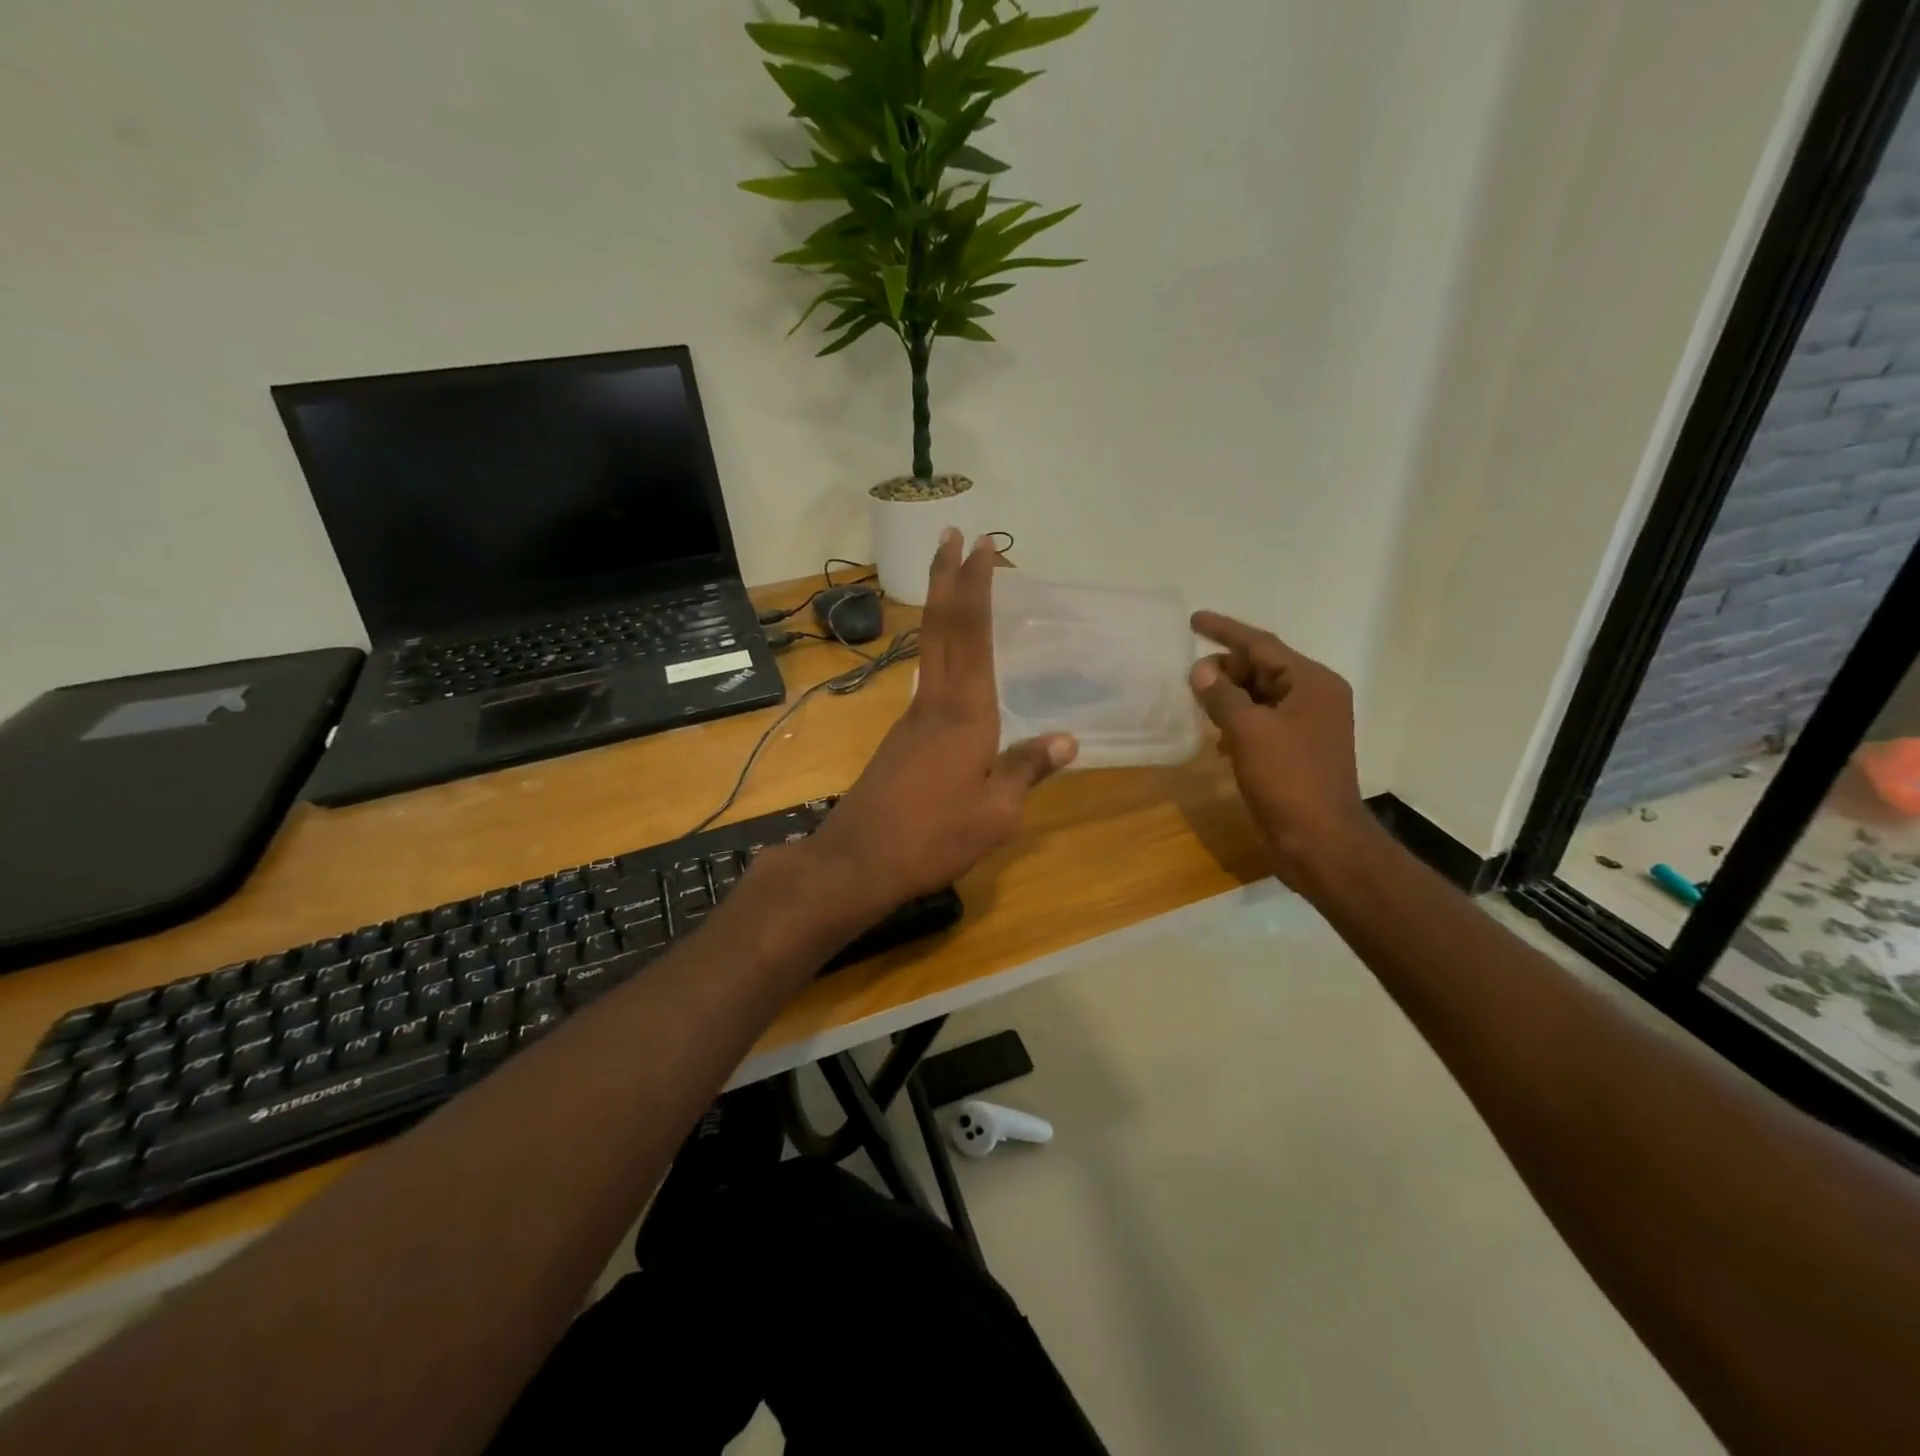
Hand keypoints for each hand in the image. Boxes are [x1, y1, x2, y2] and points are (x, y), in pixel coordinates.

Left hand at [811, 530, 1077, 913]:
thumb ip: (1027, 769)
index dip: (977, 587)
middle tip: (952, 535)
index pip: (972, 634)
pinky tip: (951, 663)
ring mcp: (910, 718)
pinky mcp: (900, 739)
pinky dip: (940, 652)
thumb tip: (1067, 739)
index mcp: (965, 712)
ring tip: (957, 585)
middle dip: (947, 577)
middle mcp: (934, 702)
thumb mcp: (996, 812)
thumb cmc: (934, 837)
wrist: (859, 861)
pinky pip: (926, 680)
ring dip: (941, 610)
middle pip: (940, 627)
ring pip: (929, 651)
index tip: (981, 546)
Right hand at [1188, 611, 1376, 886]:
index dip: (1225, 631)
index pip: (1263, 645)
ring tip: (1197, 703)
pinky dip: (1237, 723)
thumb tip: (1201, 669)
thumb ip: (1222, 694)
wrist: (1319, 841)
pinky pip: (1261, 723)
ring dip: (1228, 697)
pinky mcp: (1295, 753)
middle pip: (1262, 669)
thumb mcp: (1248, 731)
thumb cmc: (1288, 779)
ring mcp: (1306, 727)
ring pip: (1259, 697)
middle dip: (1225, 669)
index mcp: (1313, 683)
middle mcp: (1314, 698)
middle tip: (1189, 677)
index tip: (1193, 620)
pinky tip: (1217, 739)